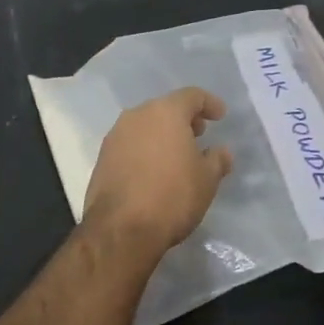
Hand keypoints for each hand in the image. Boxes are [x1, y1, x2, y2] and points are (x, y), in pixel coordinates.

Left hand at [82, 87, 233, 256]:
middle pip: (165, 108)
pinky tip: (154, 169)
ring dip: (162, 134)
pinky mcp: (102, 157)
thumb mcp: (207, 180)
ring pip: (145, 125)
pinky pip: (130, 144)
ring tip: (177, 154)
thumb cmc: (172, 196)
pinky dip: (145, 149)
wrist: (121, 228)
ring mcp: (115, 136)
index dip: (209, 103)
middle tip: (199, 134)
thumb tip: (221, 152)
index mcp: (165, 112)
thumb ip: (217, 160)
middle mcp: (137, 116)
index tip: (220, 116)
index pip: (191, 96)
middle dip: (184, 119)